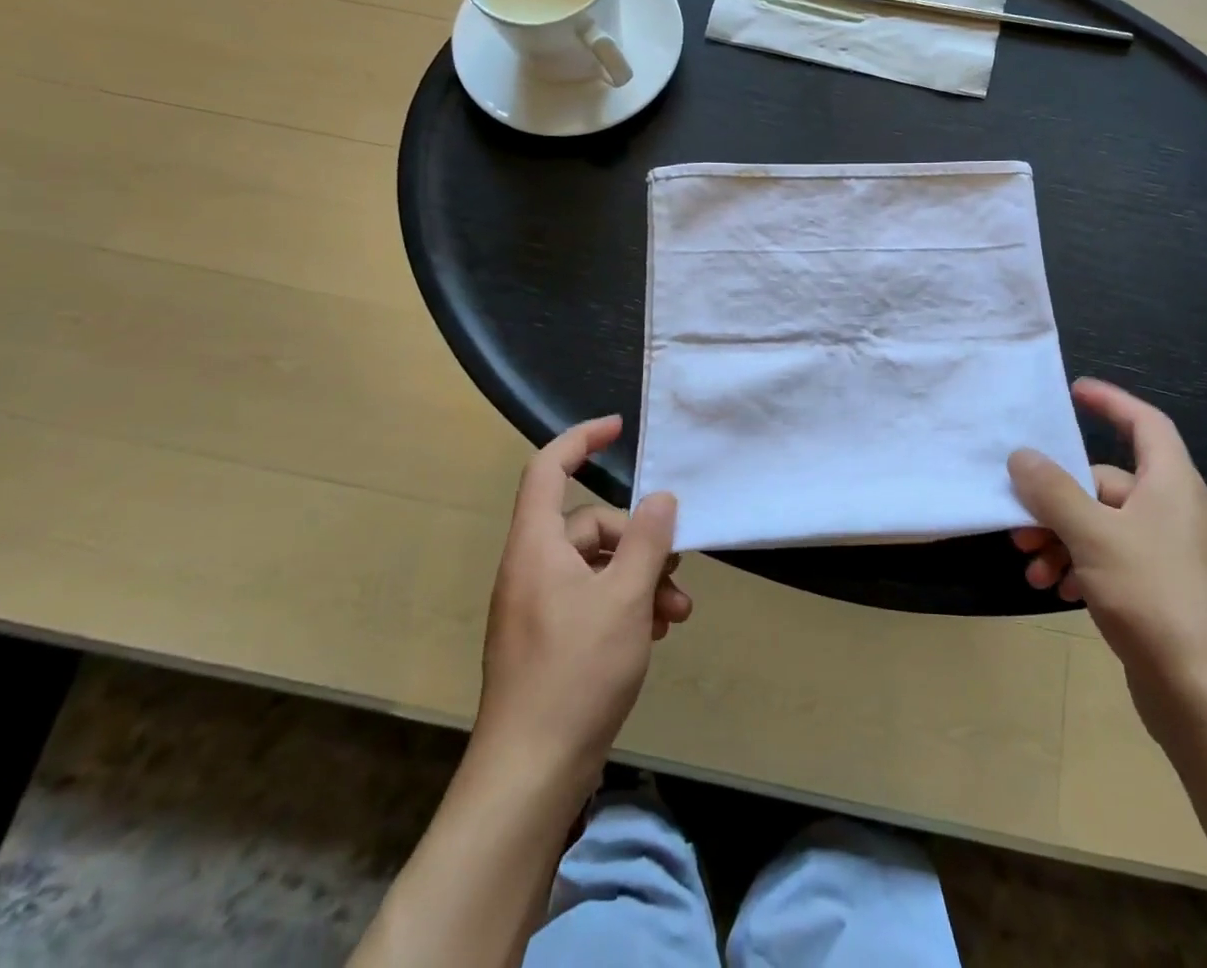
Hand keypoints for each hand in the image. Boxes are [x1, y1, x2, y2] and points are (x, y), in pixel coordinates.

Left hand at [476, 416, 690, 785]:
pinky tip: (655, 632)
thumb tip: (661, 498)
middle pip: (589, 525)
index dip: (580, 439)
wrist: (529, 777)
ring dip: (641, 579)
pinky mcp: (548, 641)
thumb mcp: (626, 599)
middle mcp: (531, 569)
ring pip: (597, 567)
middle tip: (677, 571)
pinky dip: (625, 606)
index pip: (549, 469)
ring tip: (677, 612)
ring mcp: (537, 608)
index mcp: (536, 547)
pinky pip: (591, 600)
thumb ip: (647, 541)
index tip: (618, 428)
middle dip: (640, 541)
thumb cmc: (575, 674)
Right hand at [1008, 379, 1206, 719]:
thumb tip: (1021, 456)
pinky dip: (1079, 566)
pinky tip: (1057, 590)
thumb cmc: (1155, 598)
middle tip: (1019, 521)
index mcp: (1171, 484)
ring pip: (1101, 525)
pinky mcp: (1159, 591)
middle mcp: (1172, 511)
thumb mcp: (1094, 536)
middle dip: (1057, 500)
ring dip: (1061, 539)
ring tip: (1033, 567)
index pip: (1145, 424)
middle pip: (1105, 482)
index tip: (1073, 391)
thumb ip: (1053, 491)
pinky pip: (1110, 559)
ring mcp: (1167, 554)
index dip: (1111, 402)